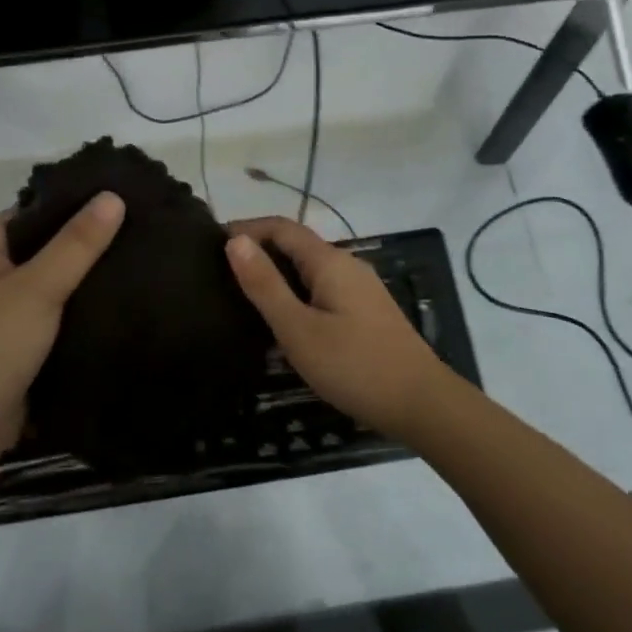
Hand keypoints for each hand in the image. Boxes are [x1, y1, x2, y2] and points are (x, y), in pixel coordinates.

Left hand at [0, 192, 125, 465]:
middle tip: (139, 230)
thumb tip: (114, 195)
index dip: (77, 205)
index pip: (34, 211)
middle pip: (43, 243)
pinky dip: (76, 302)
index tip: (124, 200)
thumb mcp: (39, 288)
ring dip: (84, 274)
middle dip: (85, 242)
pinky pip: (50, 307)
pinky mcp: (14, 335)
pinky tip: (115, 296)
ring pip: (49, 277)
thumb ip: (77, 243)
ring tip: (136, 258)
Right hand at [225, 216, 458, 439]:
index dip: (246, 229)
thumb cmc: (354, 366)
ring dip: (276, 275)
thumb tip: (234, 241)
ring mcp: (360, 289)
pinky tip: (282, 321)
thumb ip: (265, 285)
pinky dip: (295, 294)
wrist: (421, 404)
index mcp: (330, 261)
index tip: (210, 244)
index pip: (281, 227)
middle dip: (258, 252)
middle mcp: (347, 265)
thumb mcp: (299, 329)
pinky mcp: (366, 312)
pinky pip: (322, 290)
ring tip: (242, 297)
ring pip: (309, 270)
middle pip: (296, 245)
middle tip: (219, 275)